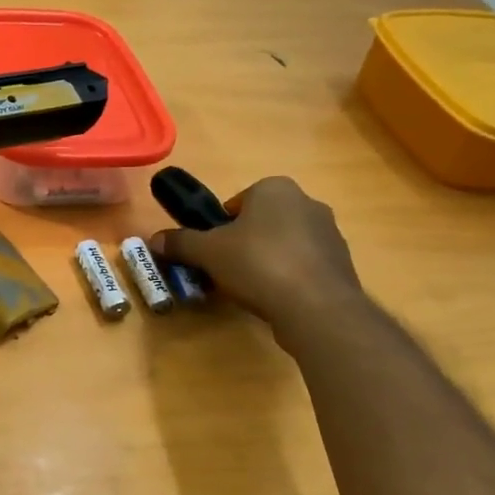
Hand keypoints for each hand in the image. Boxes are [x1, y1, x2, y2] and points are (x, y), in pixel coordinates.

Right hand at [151, 177, 361, 338]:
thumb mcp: (207, 252)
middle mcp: (307, 202)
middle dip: (243, 244)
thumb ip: (180, 242)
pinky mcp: (341, 263)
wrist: (316, 306)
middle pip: (261, 223)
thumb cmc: (257, 264)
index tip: (211, 252)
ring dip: (266, 261)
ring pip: (283, 244)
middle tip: (225, 271)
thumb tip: (153, 239)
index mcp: (275, 189)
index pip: (237, 203)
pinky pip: (303, 266)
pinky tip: (275, 299)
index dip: (219, 228)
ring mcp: (329, 233)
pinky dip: (288, 278)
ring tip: (249, 289)